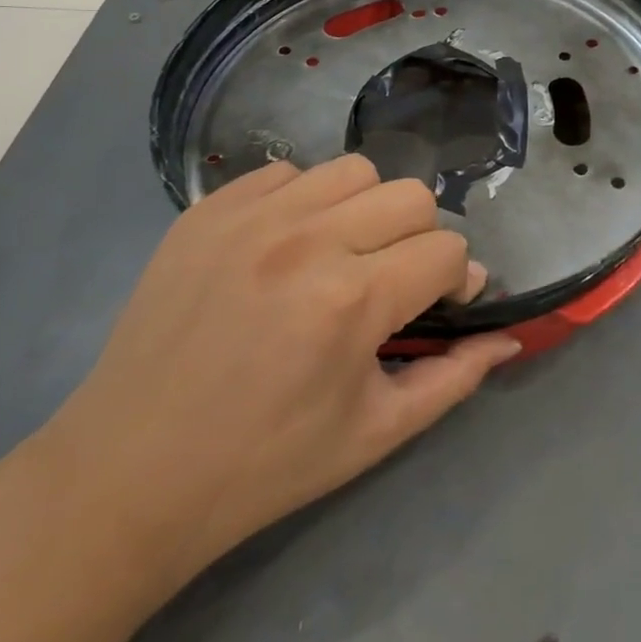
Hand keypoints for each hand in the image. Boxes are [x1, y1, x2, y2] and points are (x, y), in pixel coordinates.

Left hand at [37, 154, 519, 597]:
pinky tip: (287, 248)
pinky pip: (286, 173)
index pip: (447, 251)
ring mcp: (251, 216)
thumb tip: (509, 335)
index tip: (440, 306)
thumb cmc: (264, 464)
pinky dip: (304, 202)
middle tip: (393, 281)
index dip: (456, 281)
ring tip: (342, 255)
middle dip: (420, 238)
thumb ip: (455, 377)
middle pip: (410, 195)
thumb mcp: (375, 434)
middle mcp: (308, 240)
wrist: (131, 471)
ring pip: (352, 171)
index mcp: (352, 300)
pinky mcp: (208, 209)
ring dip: (366, 210)